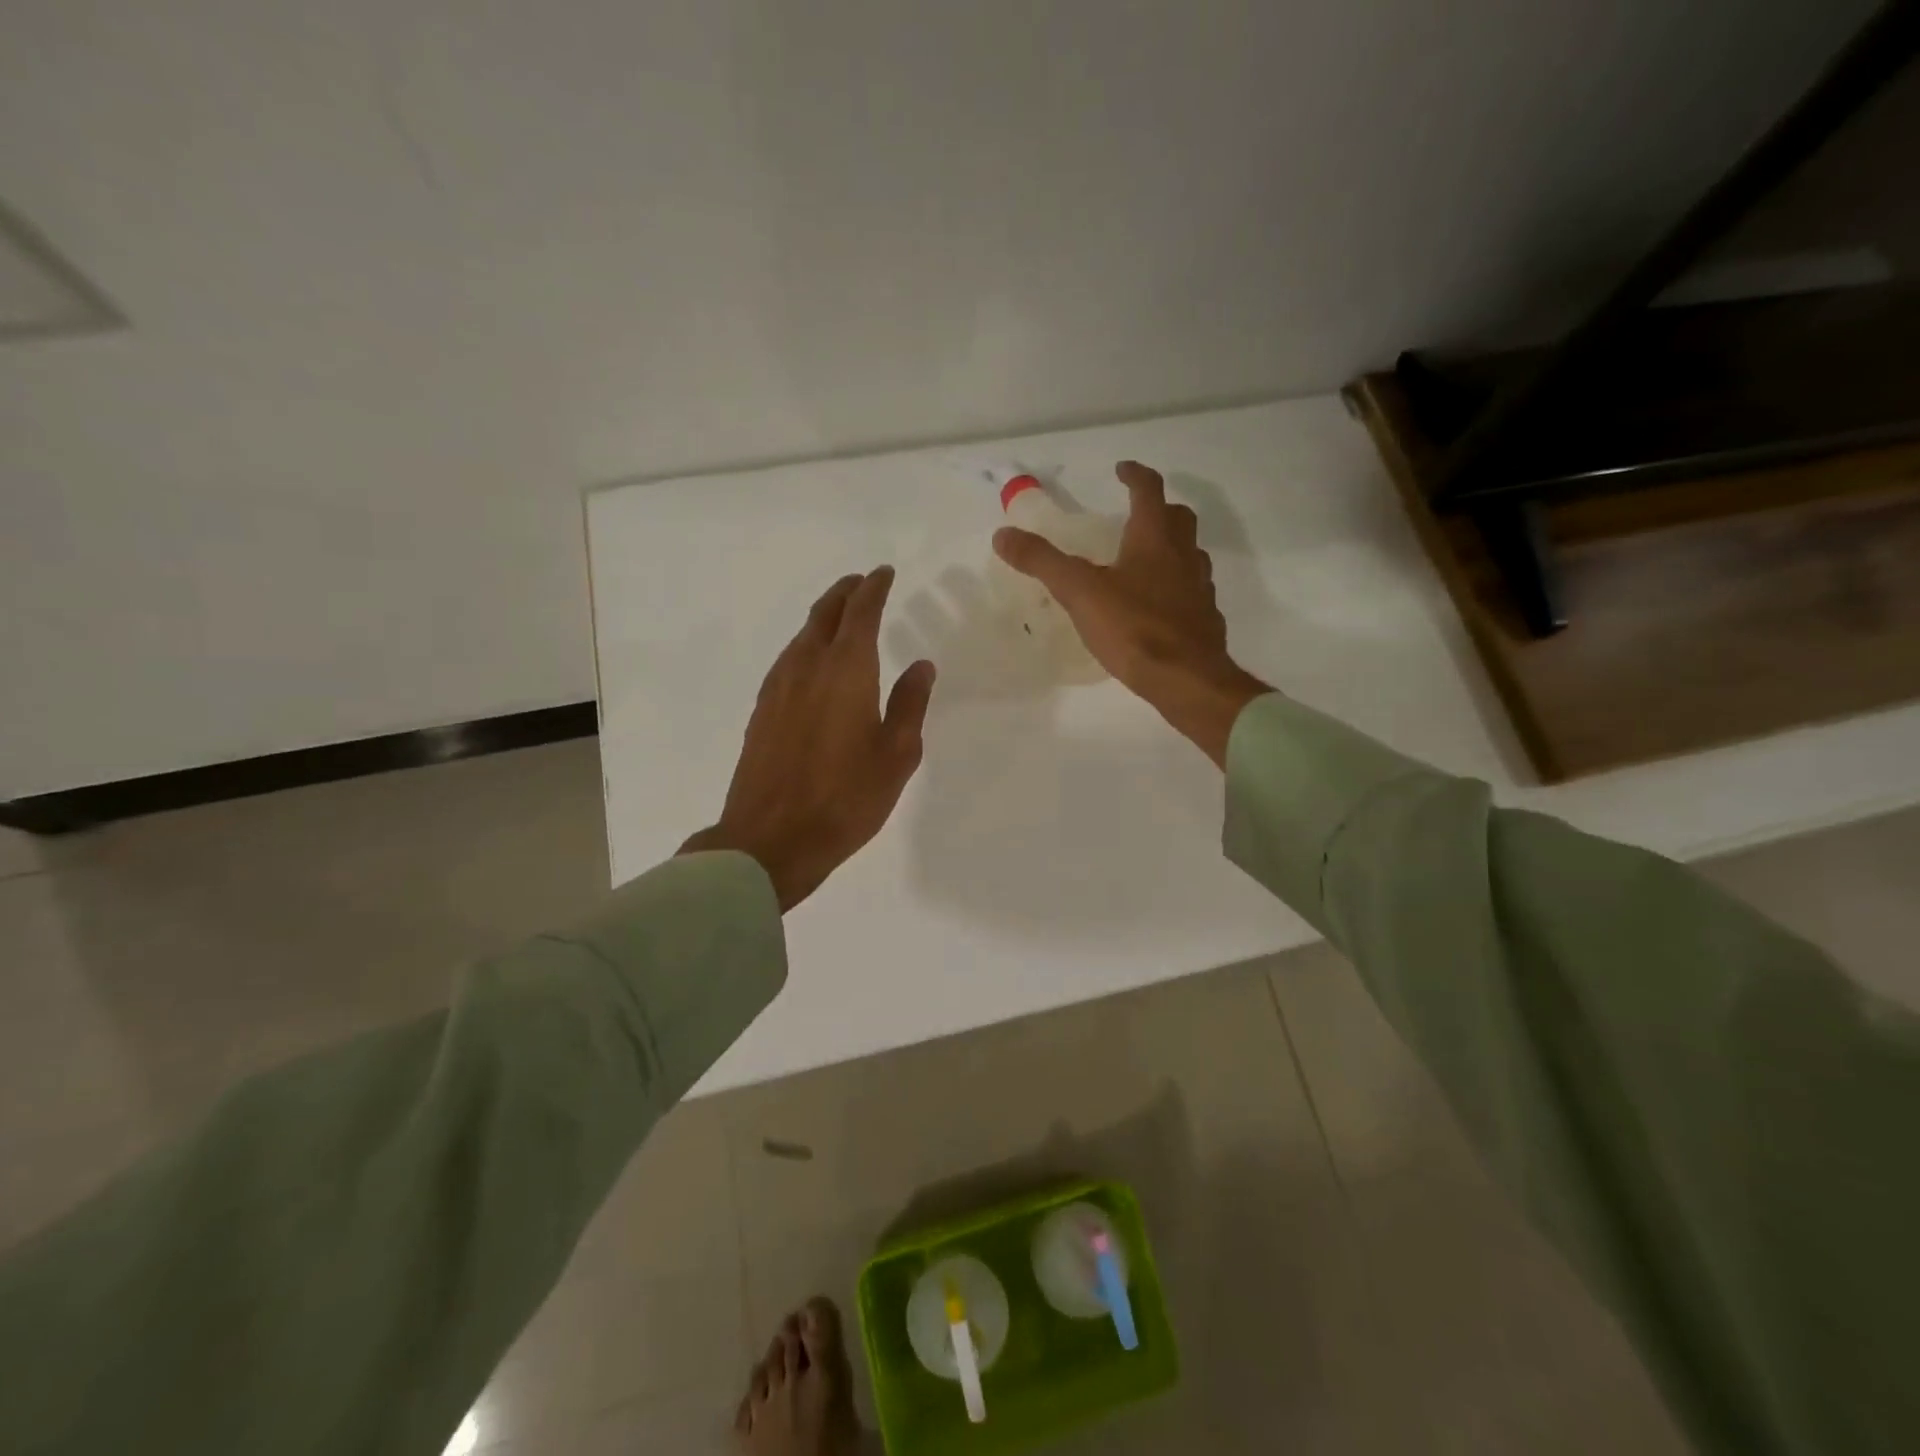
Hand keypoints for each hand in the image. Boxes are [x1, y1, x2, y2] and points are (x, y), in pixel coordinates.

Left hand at [680, 568, 935, 910]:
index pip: (861, 612)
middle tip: (862, 582)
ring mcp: (778, 687)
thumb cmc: (846, 798)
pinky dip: (806, 644)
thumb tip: (921, 665)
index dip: (874, 588)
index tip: (884, 573)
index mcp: (846, 670)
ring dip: (824, 616)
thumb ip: (910, 704)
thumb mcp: (896, 754)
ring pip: (802, 635)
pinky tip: (813, 662)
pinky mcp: (762, 710)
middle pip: (825, 613)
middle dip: (845, 592)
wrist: (771, 838)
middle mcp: (807, 666)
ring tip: (842, 615)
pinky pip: (788, 659)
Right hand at [993, 460, 1269, 765]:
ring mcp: (1200, 588)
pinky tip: (1159, 605)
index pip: (1149, 491)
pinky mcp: (1205, 619)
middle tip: (1136, 512)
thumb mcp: (1079, 592)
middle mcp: (1183, 556)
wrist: (1186, 679)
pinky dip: (1177, 585)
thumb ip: (1042, 561)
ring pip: (1190, 554)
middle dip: (1159, 508)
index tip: (1121, 469)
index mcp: (1155, 539)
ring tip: (1146, 558)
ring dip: (1172, 546)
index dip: (1135, 475)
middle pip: (1179, 518)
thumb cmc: (1133, 628)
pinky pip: (1193, 590)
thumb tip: (1003, 535)